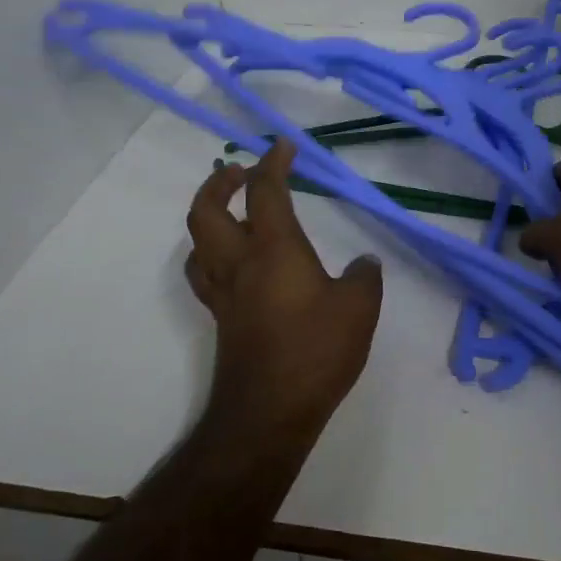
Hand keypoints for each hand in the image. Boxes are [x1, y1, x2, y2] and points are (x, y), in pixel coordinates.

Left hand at [184, 140, 383, 436]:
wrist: (268, 413)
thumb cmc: (315, 351)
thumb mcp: (358, 308)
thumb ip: (363, 277)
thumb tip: (363, 264)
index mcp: (274, 249)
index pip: (266, 192)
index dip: (274, 163)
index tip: (284, 147)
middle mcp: (239, 263)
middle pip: (206, 210)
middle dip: (220, 182)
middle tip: (241, 172)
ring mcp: (224, 293)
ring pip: (197, 242)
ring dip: (209, 216)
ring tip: (234, 212)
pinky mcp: (222, 319)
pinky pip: (205, 273)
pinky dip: (212, 254)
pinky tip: (236, 263)